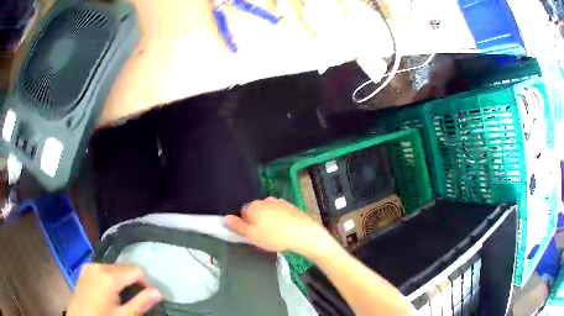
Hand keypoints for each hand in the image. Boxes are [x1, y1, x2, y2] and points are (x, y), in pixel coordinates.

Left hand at [67, 264, 161, 315]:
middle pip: (124, 268)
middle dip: (134, 281)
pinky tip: (111, 292)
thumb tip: (158, 292)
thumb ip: (141, 303)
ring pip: (114, 268)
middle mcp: (99, 266)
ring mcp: (90, 267)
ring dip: (123, 280)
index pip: (136, 270)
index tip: (149, 297)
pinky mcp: (85, 270)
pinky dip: (111, 278)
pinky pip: (104, 269)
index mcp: (108, 276)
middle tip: (137, 299)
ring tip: (124, 296)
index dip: (146, 283)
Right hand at [224, 197, 336, 257]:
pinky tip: (285, 230)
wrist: (304, 234)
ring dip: (268, 221)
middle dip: (257, 222)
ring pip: (267, 212)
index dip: (246, 225)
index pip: (242, 213)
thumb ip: (237, 226)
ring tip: (275, 235)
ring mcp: (279, 202)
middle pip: (255, 211)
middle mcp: (265, 200)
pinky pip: (279, 213)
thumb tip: (224, 218)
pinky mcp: (291, 206)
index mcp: (253, 206)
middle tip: (263, 236)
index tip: (253, 235)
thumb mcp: (252, 235)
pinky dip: (279, 220)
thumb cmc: (274, 236)